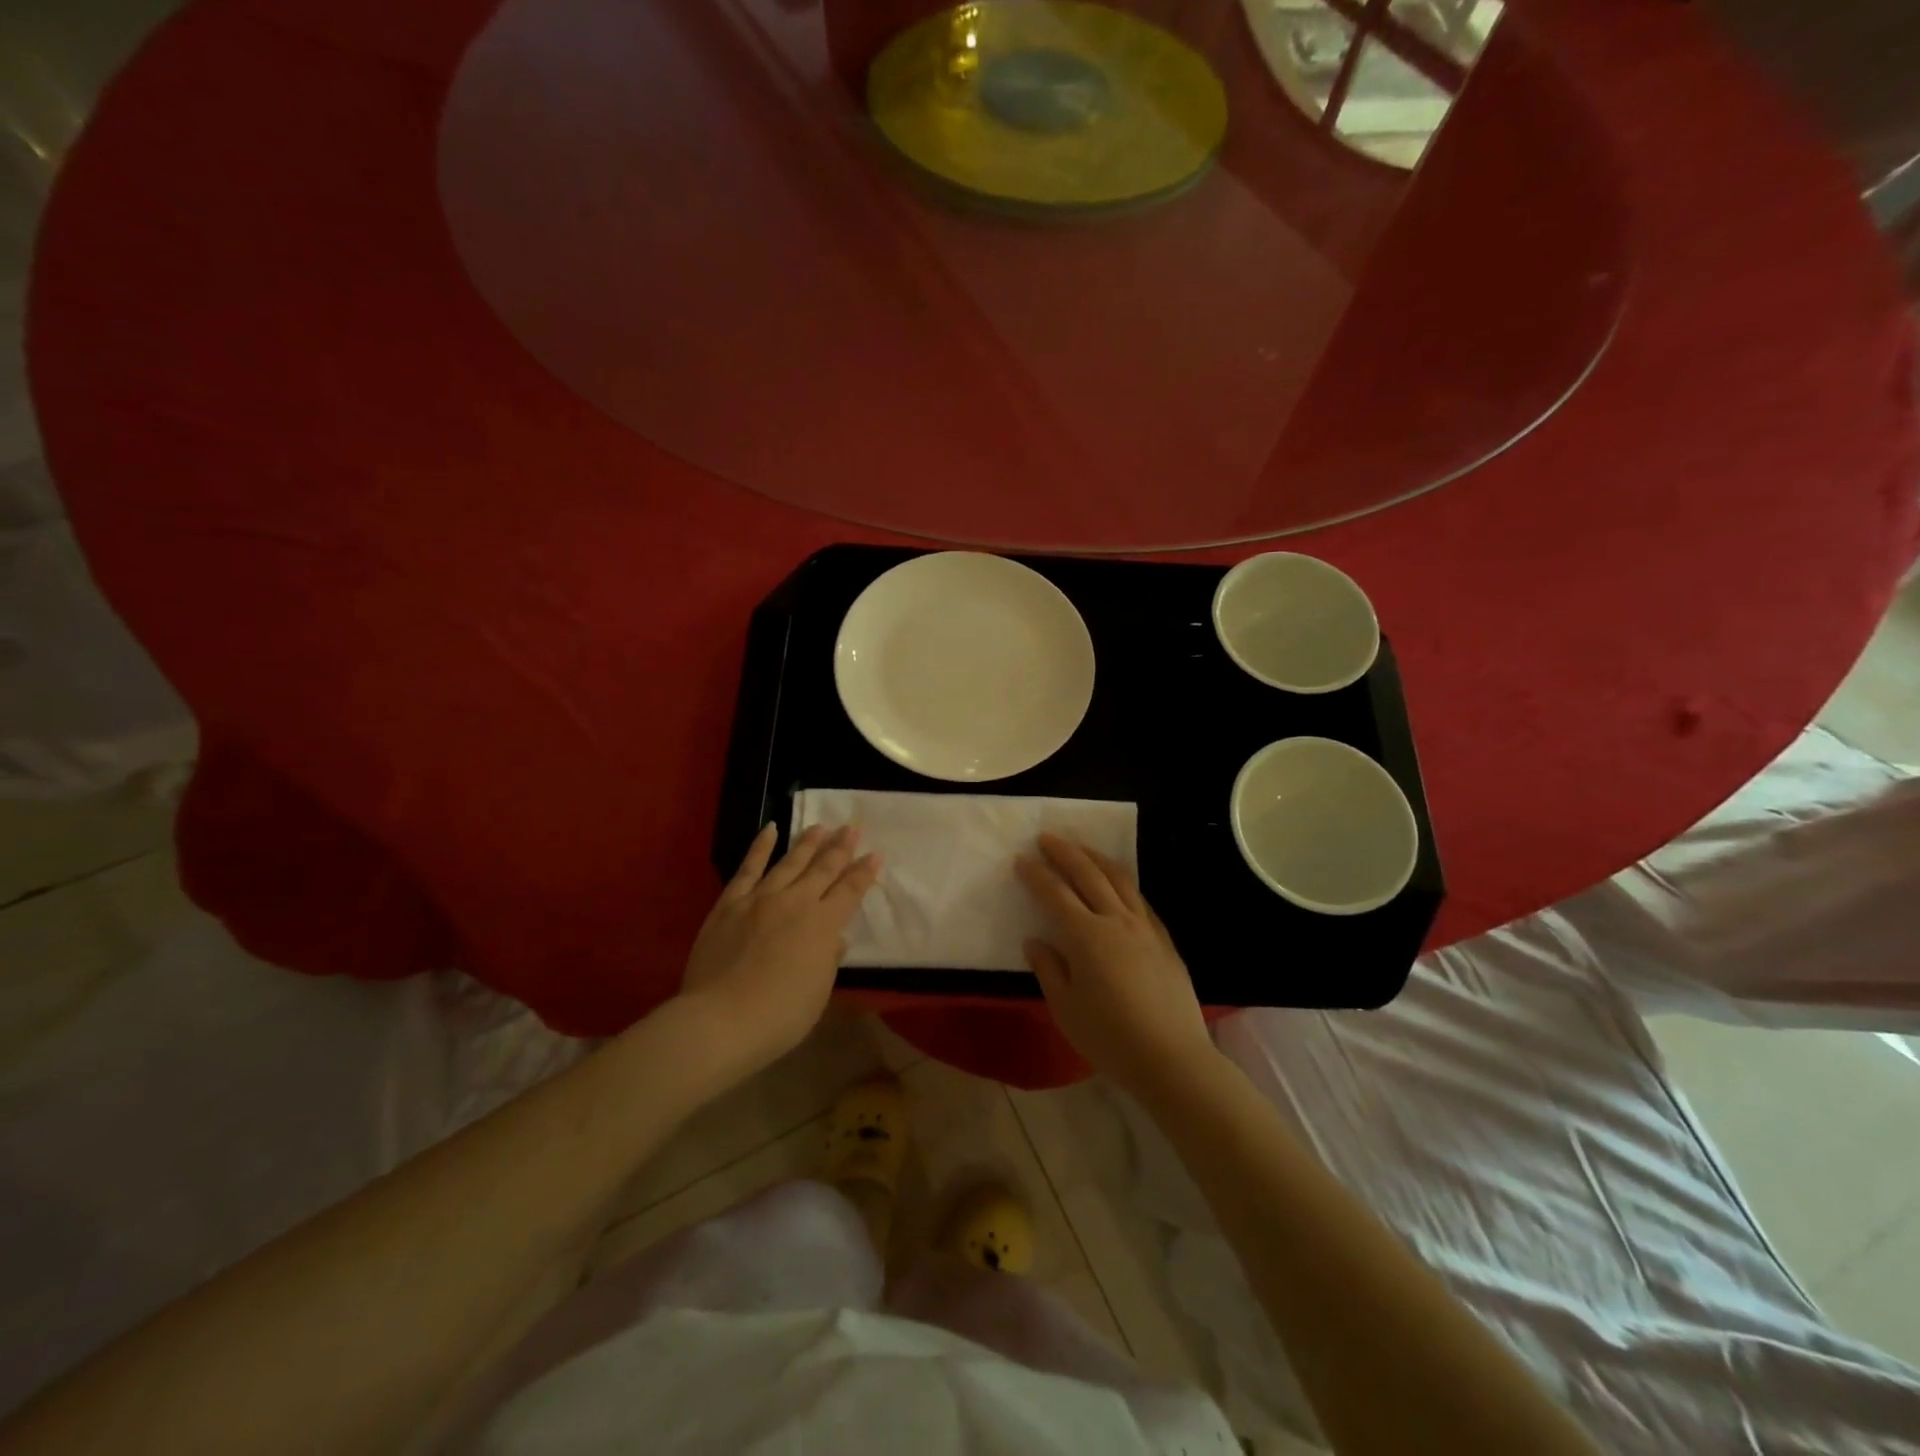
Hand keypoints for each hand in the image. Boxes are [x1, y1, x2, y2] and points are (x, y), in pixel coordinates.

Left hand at [678, 823, 880, 1084]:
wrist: (721, 1020)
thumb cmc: (780, 1016)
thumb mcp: (818, 992)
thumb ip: (828, 960)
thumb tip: (834, 939)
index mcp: (823, 925)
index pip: (850, 891)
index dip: (864, 872)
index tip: (875, 854)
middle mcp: (796, 903)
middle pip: (823, 869)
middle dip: (840, 847)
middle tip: (852, 828)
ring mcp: (760, 899)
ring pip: (789, 862)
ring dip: (807, 843)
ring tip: (820, 827)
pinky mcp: (730, 903)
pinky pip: (748, 869)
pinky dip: (760, 847)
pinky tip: (770, 830)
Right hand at [1017, 834, 1215, 1098]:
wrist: (1172, 1058)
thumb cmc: (1110, 1038)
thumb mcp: (1065, 1009)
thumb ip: (1049, 969)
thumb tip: (1035, 941)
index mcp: (1086, 937)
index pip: (1055, 894)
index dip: (1036, 874)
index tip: (1021, 859)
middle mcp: (1116, 921)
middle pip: (1088, 874)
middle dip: (1064, 852)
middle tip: (1047, 837)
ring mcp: (1144, 927)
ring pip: (1119, 878)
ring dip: (1095, 857)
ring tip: (1080, 847)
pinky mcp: (1164, 939)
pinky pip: (1139, 898)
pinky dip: (1122, 881)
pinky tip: (1116, 882)